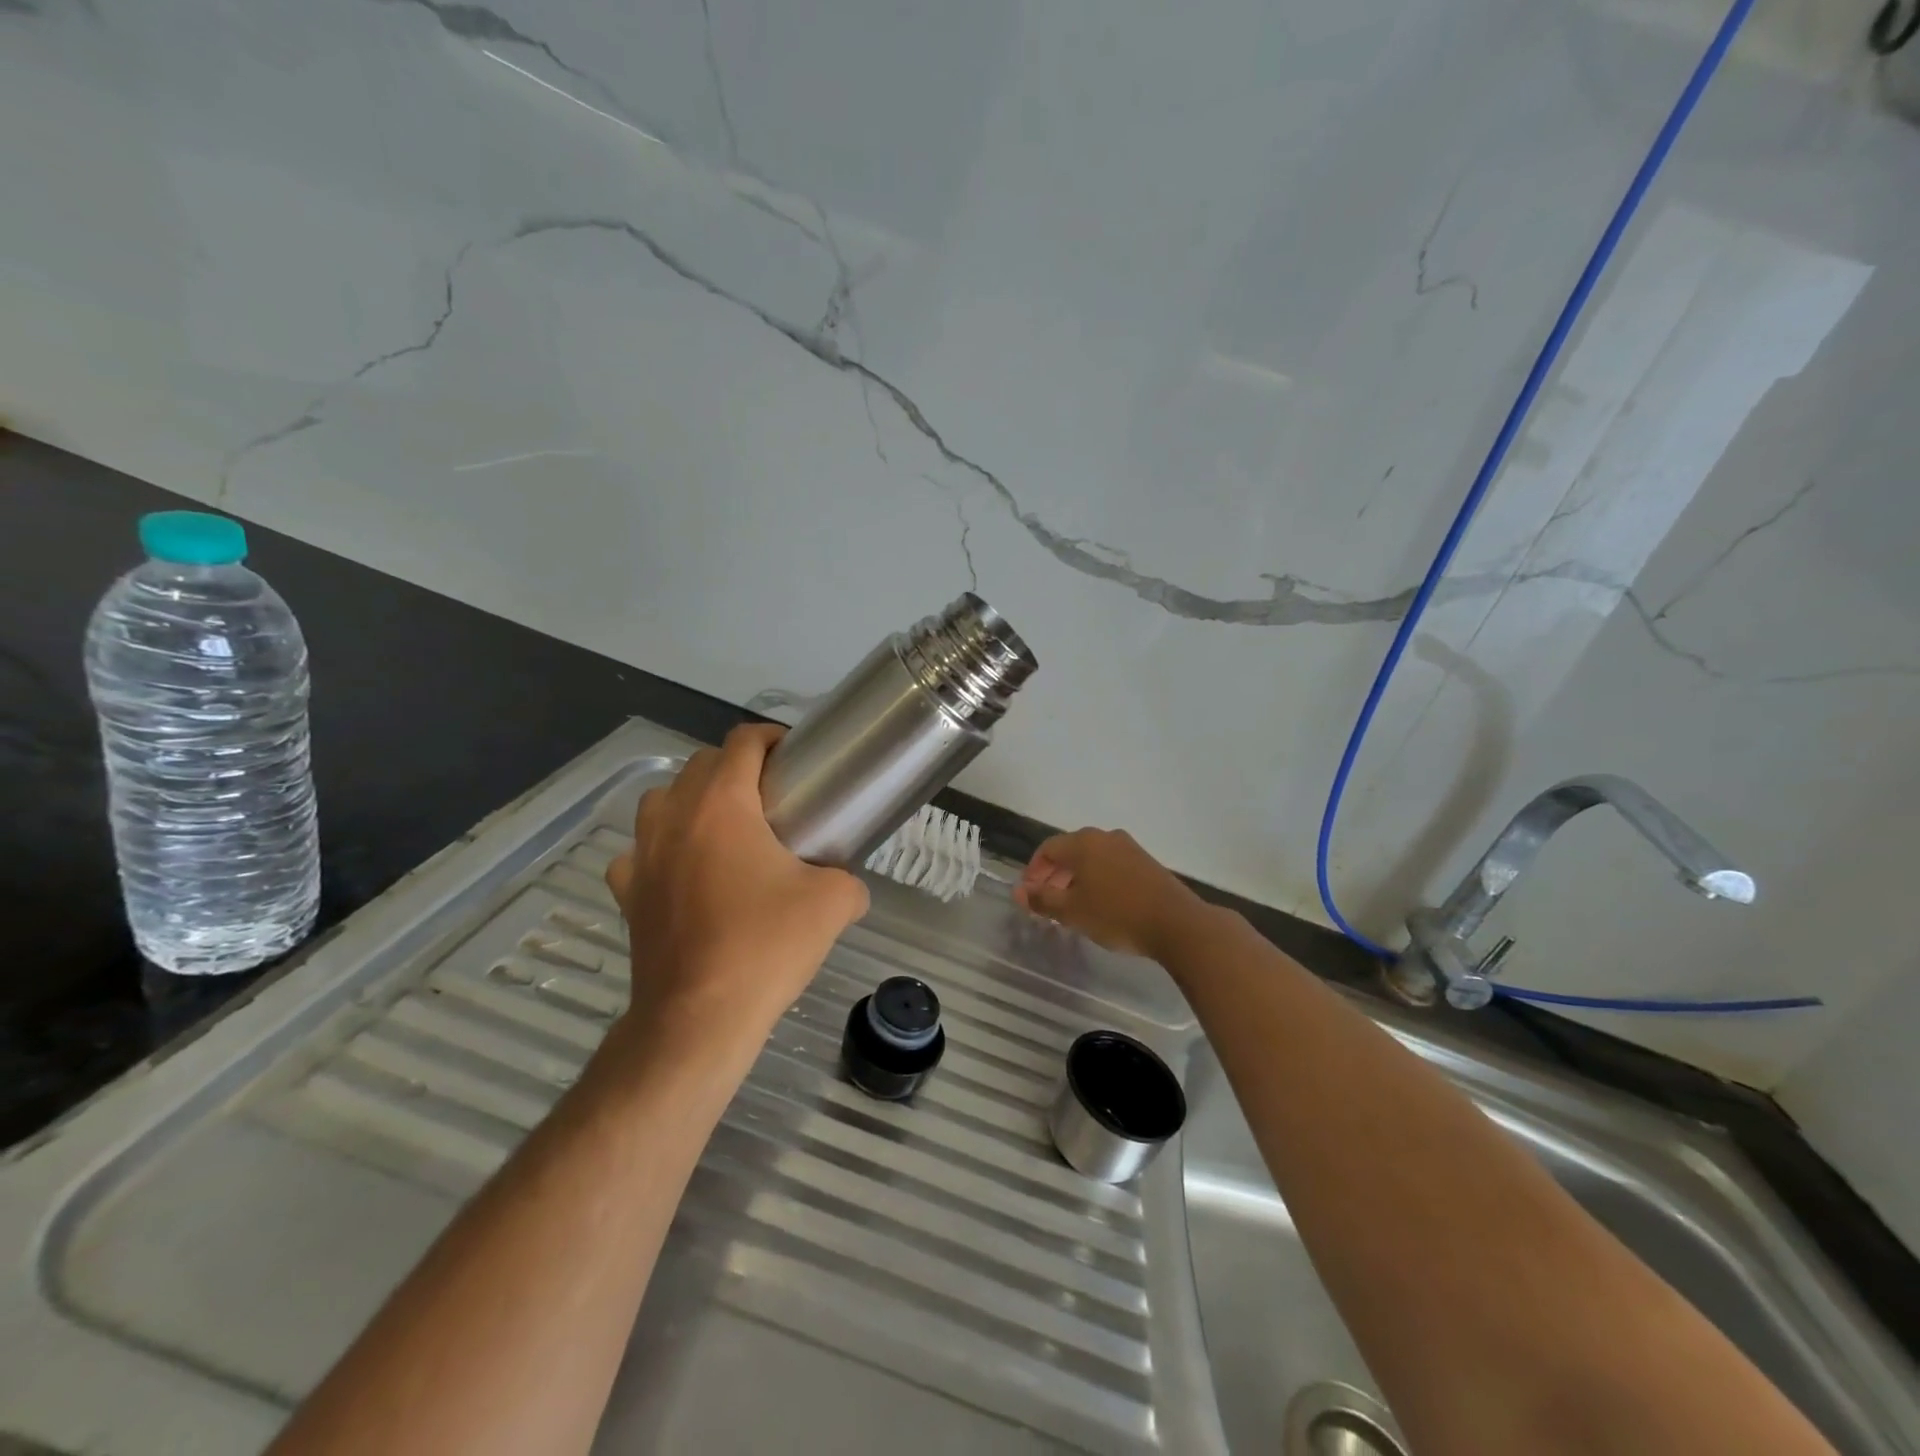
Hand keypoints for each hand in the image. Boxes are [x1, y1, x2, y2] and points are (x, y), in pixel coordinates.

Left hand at [604, 723, 869, 1046]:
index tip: (795, 759)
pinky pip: (641, 852)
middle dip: (737, 768)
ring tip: (726, 829)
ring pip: (662, 800)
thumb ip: (849, 880)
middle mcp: (674, 816)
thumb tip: (849, 885)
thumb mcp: (833, 904)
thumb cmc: (765, 946)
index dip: (771, 738)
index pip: (742, 741)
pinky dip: (663, 850)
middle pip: (701, 764)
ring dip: (693, 801)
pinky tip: (685, 874)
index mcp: (722, 804)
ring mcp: (642, 854)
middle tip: (772, 797)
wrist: (699, 1018)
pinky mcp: (627, 892)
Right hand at [1014, 827, 1208, 960]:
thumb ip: (1042, 900)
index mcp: (1083, 842)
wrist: (1177, 923)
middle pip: (1070, 851)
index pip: (1047, 849)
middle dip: (1054, 875)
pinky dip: (1097, 879)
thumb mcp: (1072, 912)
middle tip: (1047, 902)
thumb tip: (1019, 892)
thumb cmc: (1117, 915)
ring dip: (1076, 878)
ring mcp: (1129, 847)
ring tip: (1072, 906)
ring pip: (1092, 858)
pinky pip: (1111, 865)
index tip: (1029, 895)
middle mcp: (1105, 837)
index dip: (1033, 871)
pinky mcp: (1146, 862)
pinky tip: (1100, 904)